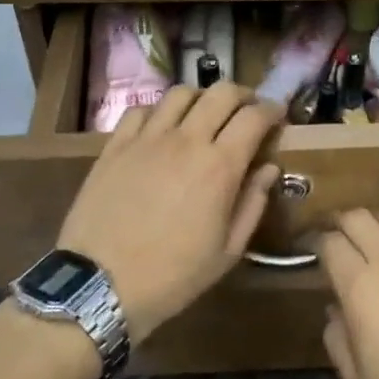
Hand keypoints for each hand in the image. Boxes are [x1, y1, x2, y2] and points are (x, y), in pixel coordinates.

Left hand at [58, 83, 281, 342]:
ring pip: (180, 93)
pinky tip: (162, 128)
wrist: (100, 286)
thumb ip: (253, 204)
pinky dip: (159, 111)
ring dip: (201, 98)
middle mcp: (186, 140)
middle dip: (242, 94)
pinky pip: (140, 110)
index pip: (254, 117)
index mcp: (220, 166)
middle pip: (221, 92)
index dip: (271, 110)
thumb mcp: (227, 252)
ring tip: (204, 115)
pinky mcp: (116, 145)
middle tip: (247, 109)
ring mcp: (147, 138)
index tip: (278, 115)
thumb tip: (269, 168)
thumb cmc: (173, 276)